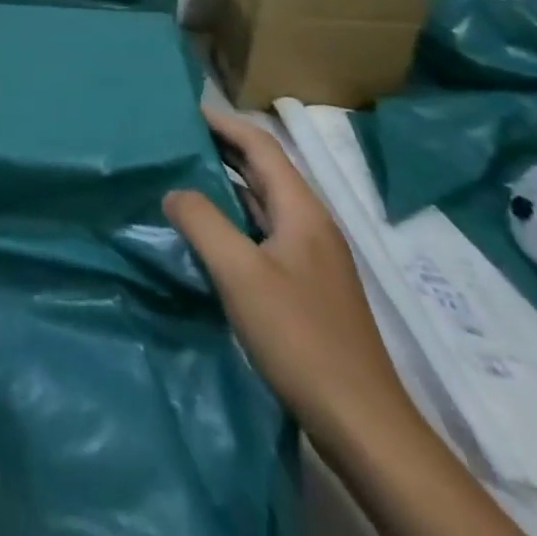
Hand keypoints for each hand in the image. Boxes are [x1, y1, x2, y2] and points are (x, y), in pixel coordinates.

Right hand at [163, 107, 411, 445]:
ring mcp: (311, 258)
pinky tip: (208, 233)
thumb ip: (202, 221)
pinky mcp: (306, 288)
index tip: (184, 111)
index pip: (260, 146)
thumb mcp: (240, 273)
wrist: (362, 424)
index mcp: (302, 210)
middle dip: (222, 149)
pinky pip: (263, 233)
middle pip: (263, 170)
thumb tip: (174, 192)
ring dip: (225, 185)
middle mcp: (310, 224)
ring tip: (181, 177)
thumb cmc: (300, 337)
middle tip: (175, 140)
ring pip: (263, 204)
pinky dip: (233, 219)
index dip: (223, 123)